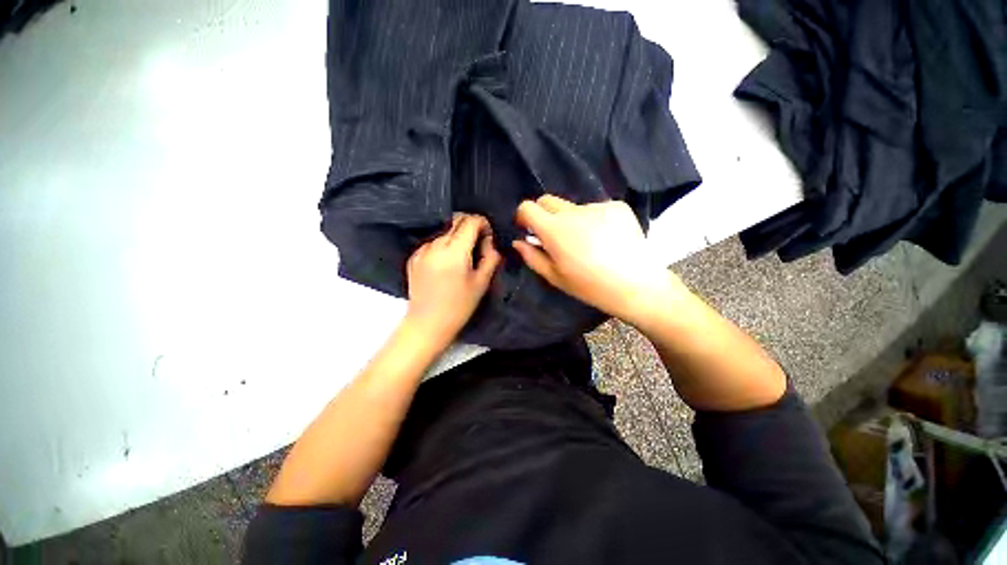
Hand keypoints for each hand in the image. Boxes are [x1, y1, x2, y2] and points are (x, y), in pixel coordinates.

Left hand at [404, 213, 501, 348]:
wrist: (428, 324)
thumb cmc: (459, 306)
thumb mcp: (481, 283)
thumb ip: (490, 257)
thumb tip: (489, 241)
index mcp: (454, 251)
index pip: (470, 221)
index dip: (483, 223)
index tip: (488, 236)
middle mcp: (435, 245)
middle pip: (456, 220)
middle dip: (471, 226)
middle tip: (479, 243)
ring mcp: (422, 250)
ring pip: (444, 231)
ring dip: (457, 236)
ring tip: (463, 256)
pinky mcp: (413, 257)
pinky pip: (433, 242)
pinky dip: (444, 245)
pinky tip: (447, 263)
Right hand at [512, 195, 683, 326]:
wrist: (636, 285)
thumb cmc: (590, 286)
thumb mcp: (555, 276)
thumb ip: (532, 256)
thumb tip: (518, 242)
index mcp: (554, 230)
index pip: (528, 207)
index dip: (523, 216)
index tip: (527, 228)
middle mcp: (573, 211)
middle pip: (548, 200)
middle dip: (544, 214)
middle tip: (554, 236)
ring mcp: (597, 206)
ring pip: (573, 207)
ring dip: (571, 220)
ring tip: (587, 243)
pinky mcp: (617, 206)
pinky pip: (595, 209)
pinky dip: (593, 220)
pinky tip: (605, 239)